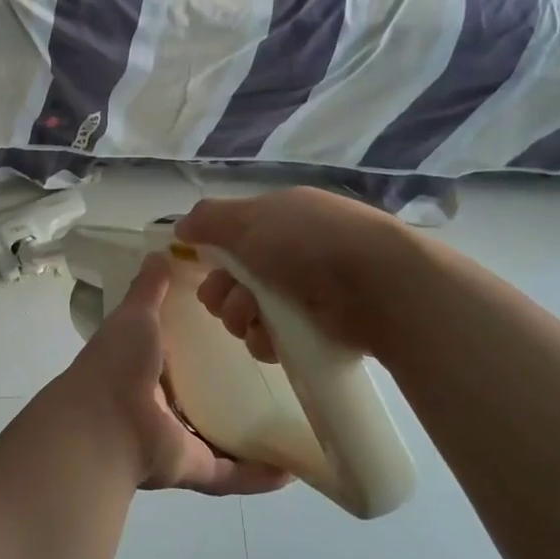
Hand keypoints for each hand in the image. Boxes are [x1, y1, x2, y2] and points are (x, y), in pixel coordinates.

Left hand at [61, 253, 290, 495]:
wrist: (103, 424)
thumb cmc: (118, 363)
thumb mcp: (135, 315)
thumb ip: (149, 288)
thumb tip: (161, 252)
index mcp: (145, 366)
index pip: (180, 351)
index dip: (205, 340)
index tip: (244, 323)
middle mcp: (160, 404)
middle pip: (202, 395)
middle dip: (232, 387)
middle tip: (278, 369)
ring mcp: (176, 440)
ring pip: (219, 437)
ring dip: (251, 434)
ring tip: (293, 420)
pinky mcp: (192, 468)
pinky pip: (231, 474)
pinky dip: (258, 476)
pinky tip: (292, 470)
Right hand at [174, 188, 408, 360]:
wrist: (378, 286)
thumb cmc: (309, 241)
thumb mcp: (251, 218)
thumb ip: (209, 220)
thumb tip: (181, 227)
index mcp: (279, 219)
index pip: (233, 238)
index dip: (213, 254)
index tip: (203, 266)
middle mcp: (290, 254)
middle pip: (234, 280)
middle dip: (222, 292)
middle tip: (230, 298)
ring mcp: (305, 294)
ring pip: (249, 313)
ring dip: (241, 317)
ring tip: (255, 317)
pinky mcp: (315, 332)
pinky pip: (272, 340)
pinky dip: (265, 341)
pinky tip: (272, 339)